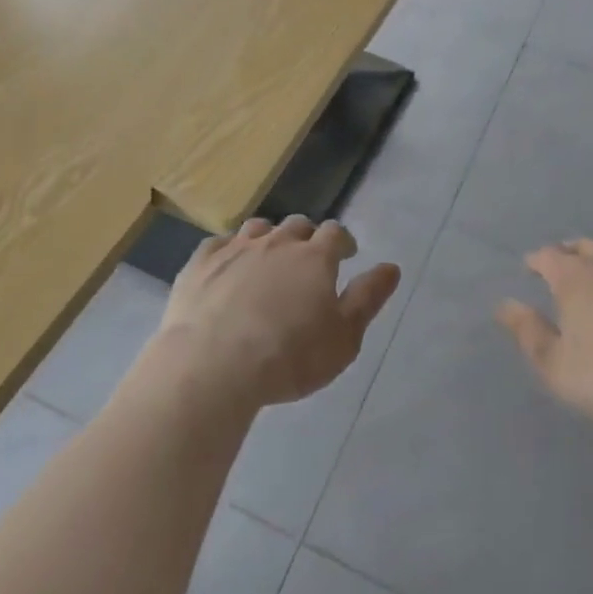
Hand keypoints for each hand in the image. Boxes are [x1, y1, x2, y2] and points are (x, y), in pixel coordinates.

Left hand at [157, 215, 400, 407]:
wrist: (211, 367)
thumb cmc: (288, 357)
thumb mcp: (343, 338)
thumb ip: (368, 298)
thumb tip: (391, 267)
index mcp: (315, 256)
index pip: (336, 233)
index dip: (342, 242)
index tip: (345, 256)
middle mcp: (278, 242)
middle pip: (297, 226)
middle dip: (306, 239)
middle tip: (306, 262)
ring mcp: (236, 249)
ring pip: (259, 229)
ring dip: (268, 239)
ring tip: (267, 261)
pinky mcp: (200, 264)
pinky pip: (218, 245)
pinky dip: (228, 252)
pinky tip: (226, 269)